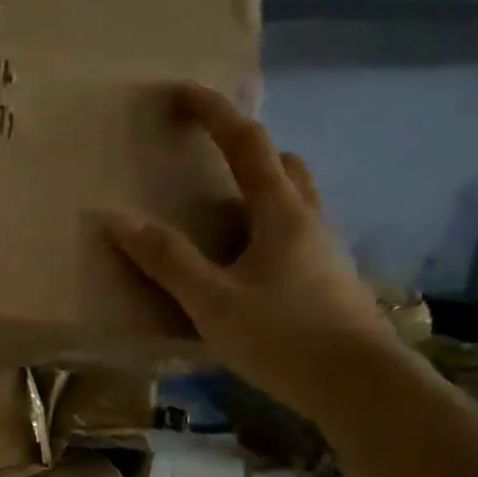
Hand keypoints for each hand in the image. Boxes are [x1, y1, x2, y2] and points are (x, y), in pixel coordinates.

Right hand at [107, 84, 407, 420]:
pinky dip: (266, 228)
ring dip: (260, 189)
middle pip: (282, 165)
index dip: (214, 113)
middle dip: (246, 149)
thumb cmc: (282, 337)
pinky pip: (294, 235)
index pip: (247, 144)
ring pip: (293, 201)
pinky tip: (245, 265)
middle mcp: (308, 220)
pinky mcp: (328, 281)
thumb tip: (118, 219)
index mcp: (281, 213)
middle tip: (209, 157)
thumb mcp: (211, 301)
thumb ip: (167, 260)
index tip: (184, 92)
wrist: (359, 385)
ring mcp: (324, 251)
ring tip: (221, 213)